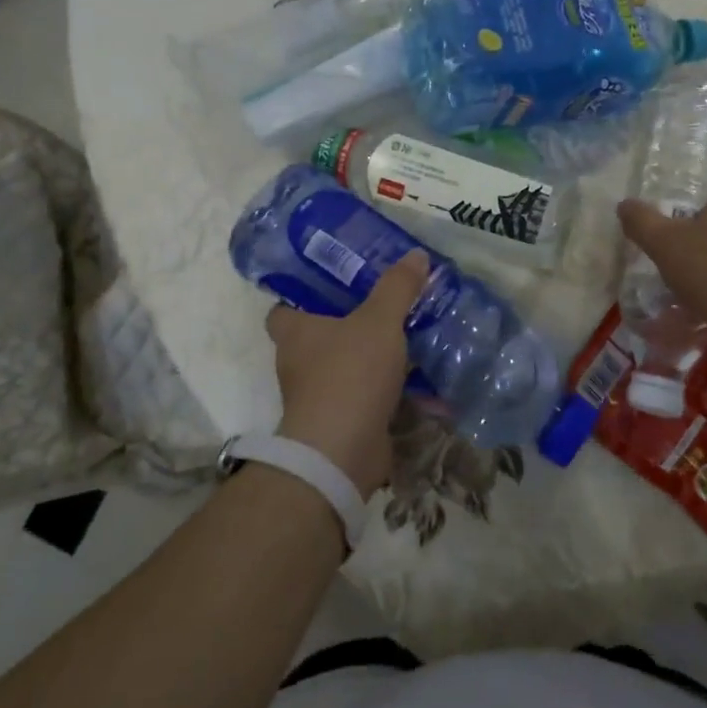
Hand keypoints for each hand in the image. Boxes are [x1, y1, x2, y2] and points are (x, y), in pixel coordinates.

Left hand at [265, 250, 429, 497]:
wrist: (342, 453)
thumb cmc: (349, 374)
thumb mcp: (379, 321)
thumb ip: (397, 287)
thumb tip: (416, 254)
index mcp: (295, 332)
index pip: (283, 308)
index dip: (302, 295)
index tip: (334, 284)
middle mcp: (298, 363)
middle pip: (319, 336)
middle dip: (349, 323)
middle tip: (384, 304)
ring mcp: (318, 396)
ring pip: (346, 366)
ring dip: (372, 358)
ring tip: (409, 336)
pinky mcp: (341, 421)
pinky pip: (366, 396)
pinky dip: (389, 390)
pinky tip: (422, 380)